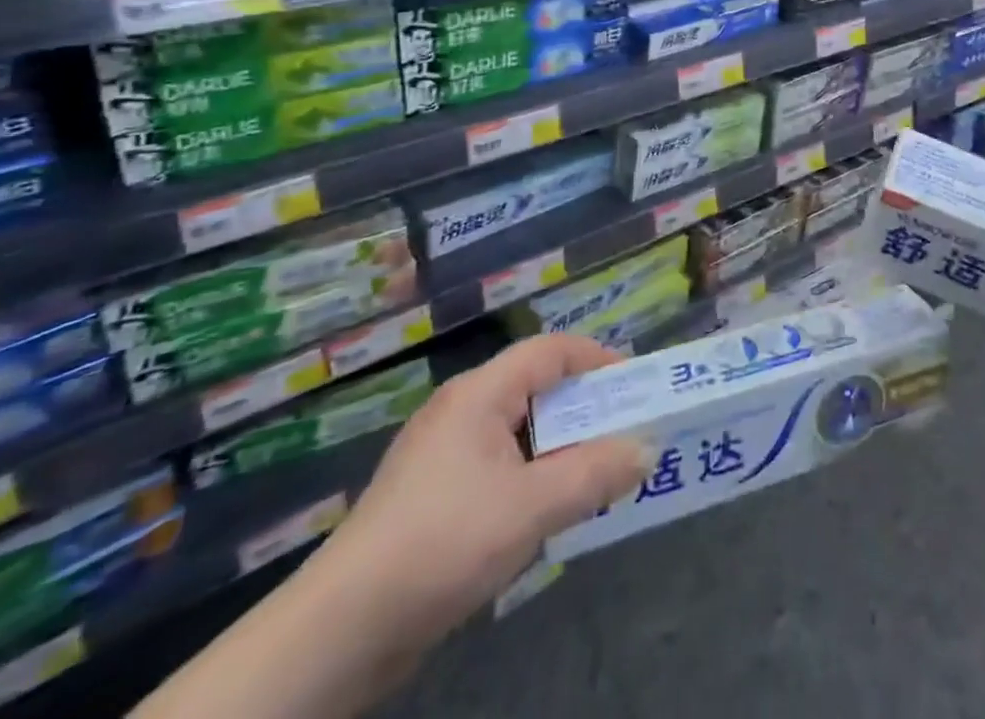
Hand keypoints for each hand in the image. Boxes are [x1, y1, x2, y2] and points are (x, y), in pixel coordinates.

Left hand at [314, 334, 646, 650]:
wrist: (337, 634)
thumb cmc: (441, 544)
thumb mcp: (530, 507)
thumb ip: (594, 474)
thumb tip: (648, 449)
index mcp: (480, 393)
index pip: (552, 350)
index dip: (597, 360)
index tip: (637, 388)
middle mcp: (462, 410)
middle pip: (538, 389)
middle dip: (587, 409)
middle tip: (628, 434)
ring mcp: (444, 454)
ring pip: (521, 432)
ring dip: (564, 448)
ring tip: (601, 475)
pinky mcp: (435, 496)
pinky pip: (501, 466)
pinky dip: (535, 476)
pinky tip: (552, 511)